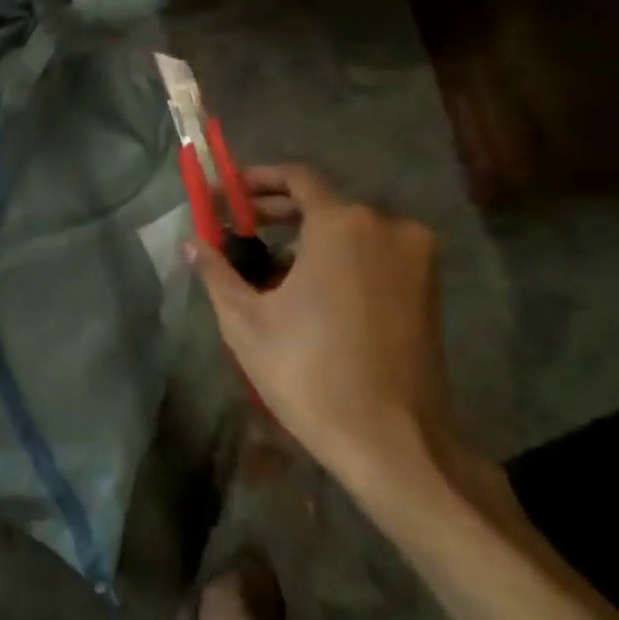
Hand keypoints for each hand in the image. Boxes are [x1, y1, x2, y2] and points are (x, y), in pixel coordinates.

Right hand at [188, 163, 454, 490]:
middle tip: (235, 227)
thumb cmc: (309, 373)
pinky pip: (372, 252)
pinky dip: (337, 256)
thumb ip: (216, 271)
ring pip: (348, 228)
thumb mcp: (246, 321)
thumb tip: (191, 242)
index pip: (297, 177)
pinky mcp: (427, 286)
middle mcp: (387, 227)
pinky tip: (305, 288)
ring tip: (265, 266)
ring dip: (305, 236)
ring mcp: (415, 257)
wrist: (393, 442)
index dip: (256, 180)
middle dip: (275, 210)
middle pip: (322, 201)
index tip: (225, 195)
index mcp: (343, 225)